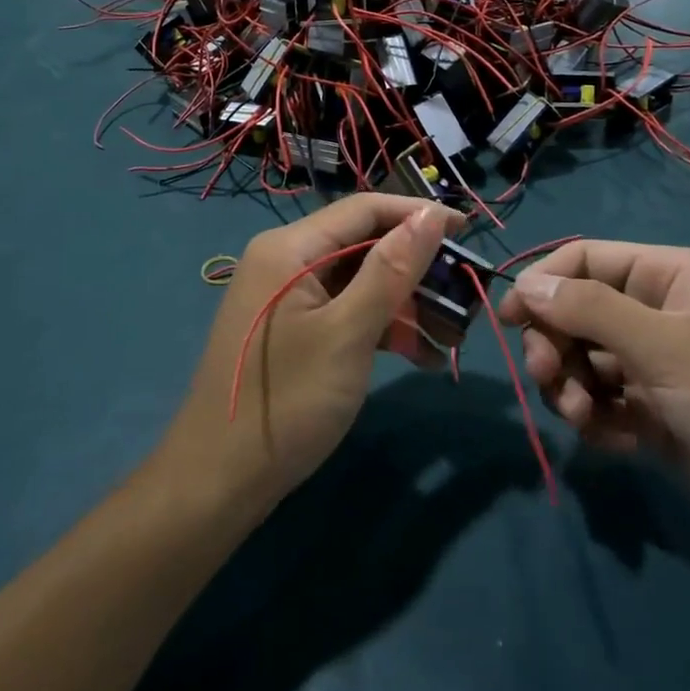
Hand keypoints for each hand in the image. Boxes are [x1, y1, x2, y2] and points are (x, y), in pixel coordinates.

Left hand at [165, 195, 455, 513]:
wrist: (220, 481)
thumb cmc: (287, 401)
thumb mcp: (347, 333)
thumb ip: (390, 270)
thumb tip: (430, 214)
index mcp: (289, 248)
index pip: (364, 209)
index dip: (418, 214)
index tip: (469, 231)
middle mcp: (285, 261)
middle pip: (363, 245)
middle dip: (416, 269)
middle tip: (465, 294)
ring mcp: (287, 298)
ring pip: (359, 282)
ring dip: (405, 304)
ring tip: (451, 336)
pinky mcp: (294, 331)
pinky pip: (345, 312)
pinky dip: (380, 327)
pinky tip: (418, 355)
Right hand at [498, 242, 689, 566]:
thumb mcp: (665, 345)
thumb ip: (589, 310)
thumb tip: (526, 285)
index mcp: (669, 278)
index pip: (585, 260)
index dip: (542, 284)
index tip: (508, 320)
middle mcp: (659, 316)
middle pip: (576, 314)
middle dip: (555, 346)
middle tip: (549, 379)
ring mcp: (658, 369)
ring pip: (584, 363)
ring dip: (572, 388)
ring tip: (587, 418)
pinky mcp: (658, 417)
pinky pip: (605, 406)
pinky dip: (598, 422)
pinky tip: (616, 442)